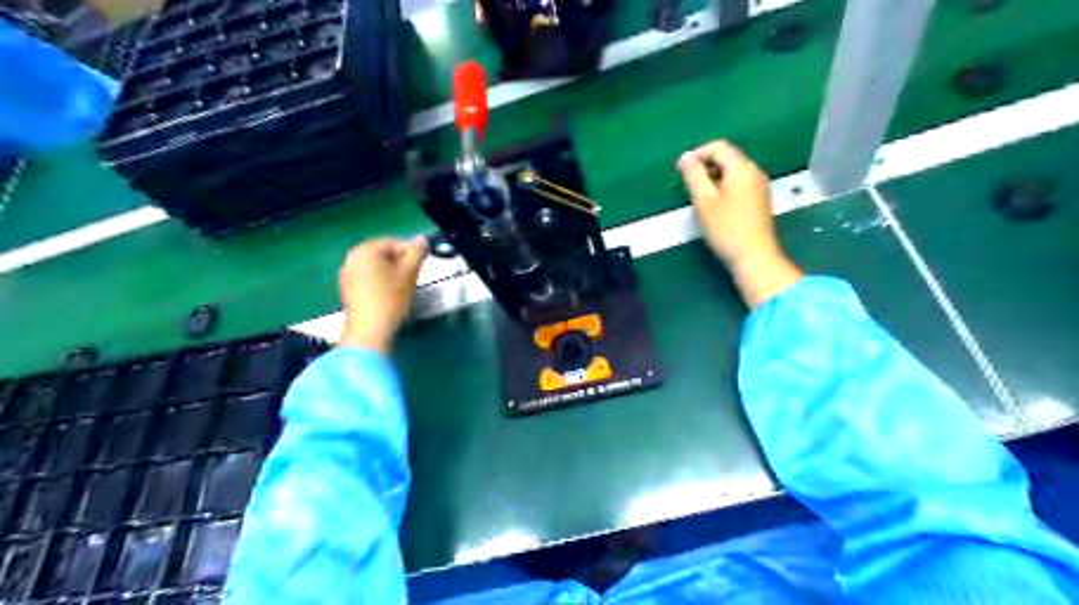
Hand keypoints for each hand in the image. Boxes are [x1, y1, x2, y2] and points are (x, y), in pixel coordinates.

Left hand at [336, 236, 424, 353]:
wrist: (369, 330)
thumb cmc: (390, 299)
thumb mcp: (409, 273)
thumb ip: (417, 252)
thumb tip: (423, 238)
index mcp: (365, 250)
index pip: (394, 242)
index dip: (411, 252)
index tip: (421, 265)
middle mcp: (351, 258)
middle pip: (382, 253)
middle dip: (400, 262)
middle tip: (413, 276)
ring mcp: (346, 274)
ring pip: (375, 266)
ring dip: (390, 272)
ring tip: (403, 287)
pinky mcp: (347, 289)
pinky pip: (367, 278)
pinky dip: (380, 282)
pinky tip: (389, 295)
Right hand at [673, 142, 800, 306]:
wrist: (754, 257)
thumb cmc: (726, 229)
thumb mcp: (704, 201)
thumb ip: (693, 176)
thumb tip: (685, 157)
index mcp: (742, 168)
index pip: (718, 147)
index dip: (698, 154)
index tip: (683, 172)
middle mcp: (754, 171)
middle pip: (727, 157)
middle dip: (705, 166)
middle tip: (689, 187)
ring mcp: (759, 186)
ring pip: (732, 171)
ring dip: (713, 178)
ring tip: (700, 198)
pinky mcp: (759, 200)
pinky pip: (739, 183)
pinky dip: (724, 187)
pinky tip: (715, 207)